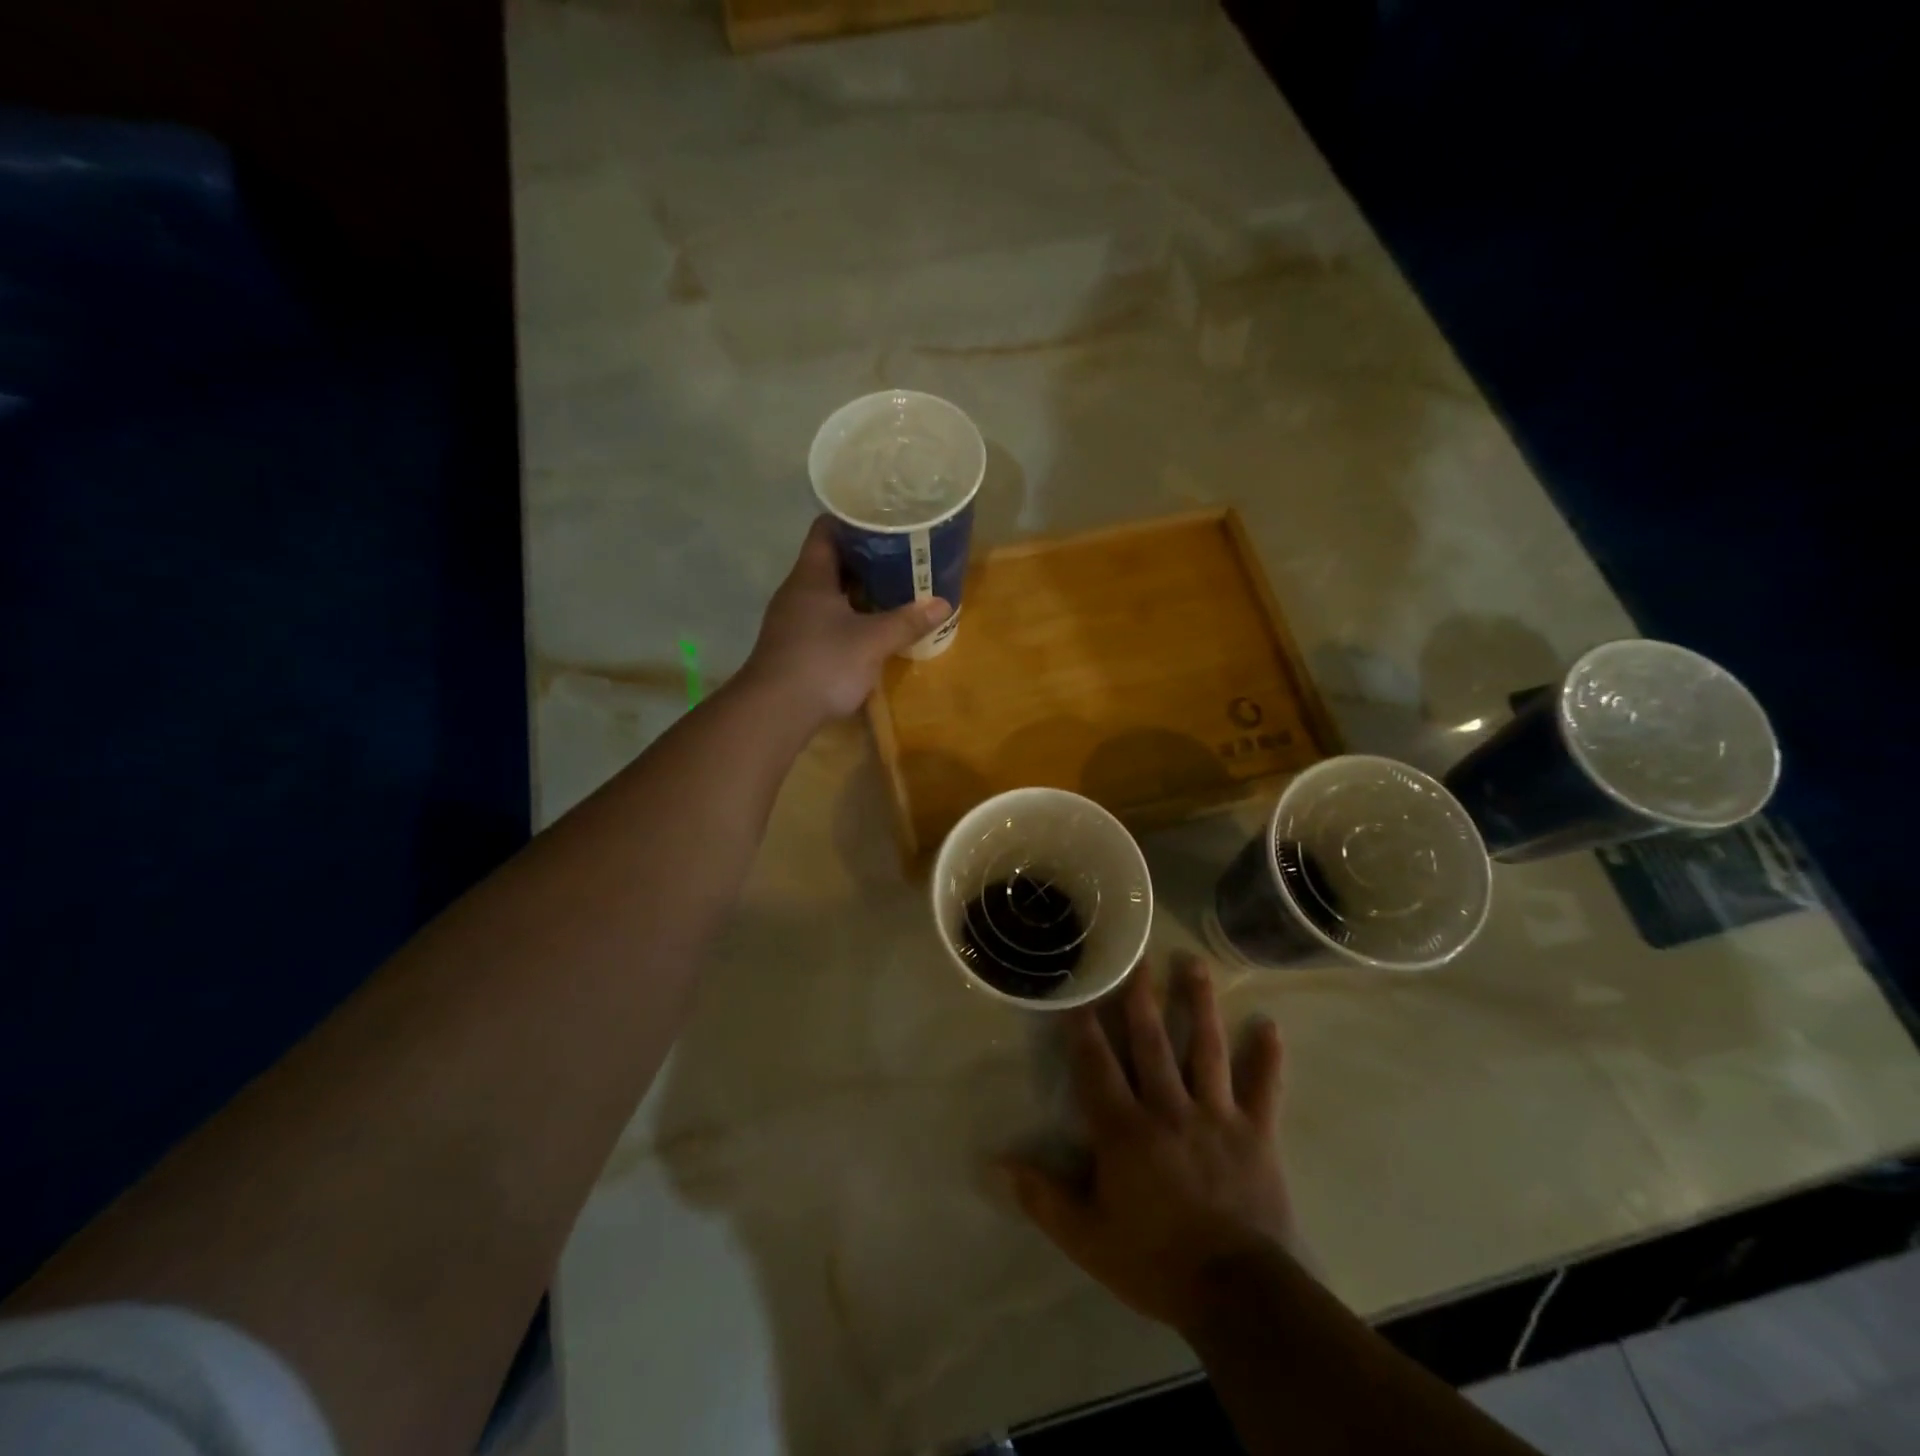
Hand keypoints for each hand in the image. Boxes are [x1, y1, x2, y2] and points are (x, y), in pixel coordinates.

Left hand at [741, 517, 951, 723]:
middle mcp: (798, 591)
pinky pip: (826, 618)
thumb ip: (907, 621)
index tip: (885, 519)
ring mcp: (793, 620)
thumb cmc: (823, 663)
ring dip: (859, 590)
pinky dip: (849, 615)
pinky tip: (872, 626)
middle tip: (902, 555)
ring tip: (894, 588)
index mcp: (811, 576)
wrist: (775, 712)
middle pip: (831, 561)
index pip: (827, 529)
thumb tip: (943, 604)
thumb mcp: (873, 641)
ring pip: (829, 593)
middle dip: (866, 558)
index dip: (854, 519)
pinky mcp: (795, 645)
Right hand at [1004, 952, 1298, 1335]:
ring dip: (1200, 1006)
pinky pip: (1263, 1090)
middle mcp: (1169, 1108)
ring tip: (1195, 965)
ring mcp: (1216, 1117)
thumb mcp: (1087, 1238)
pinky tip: (1271, 1027)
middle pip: (1152, 1042)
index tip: (1079, 992)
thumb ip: (1042, 1197)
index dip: (1085, 1028)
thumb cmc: (1155, 1262)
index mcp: (1125, 1130)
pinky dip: (1267, 1059)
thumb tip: (996, 1163)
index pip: (1097, 1067)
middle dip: (1142, 997)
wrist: (1238, 1295)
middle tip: (1139, 957)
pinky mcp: (1256, 1134)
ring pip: (1206, 1050)